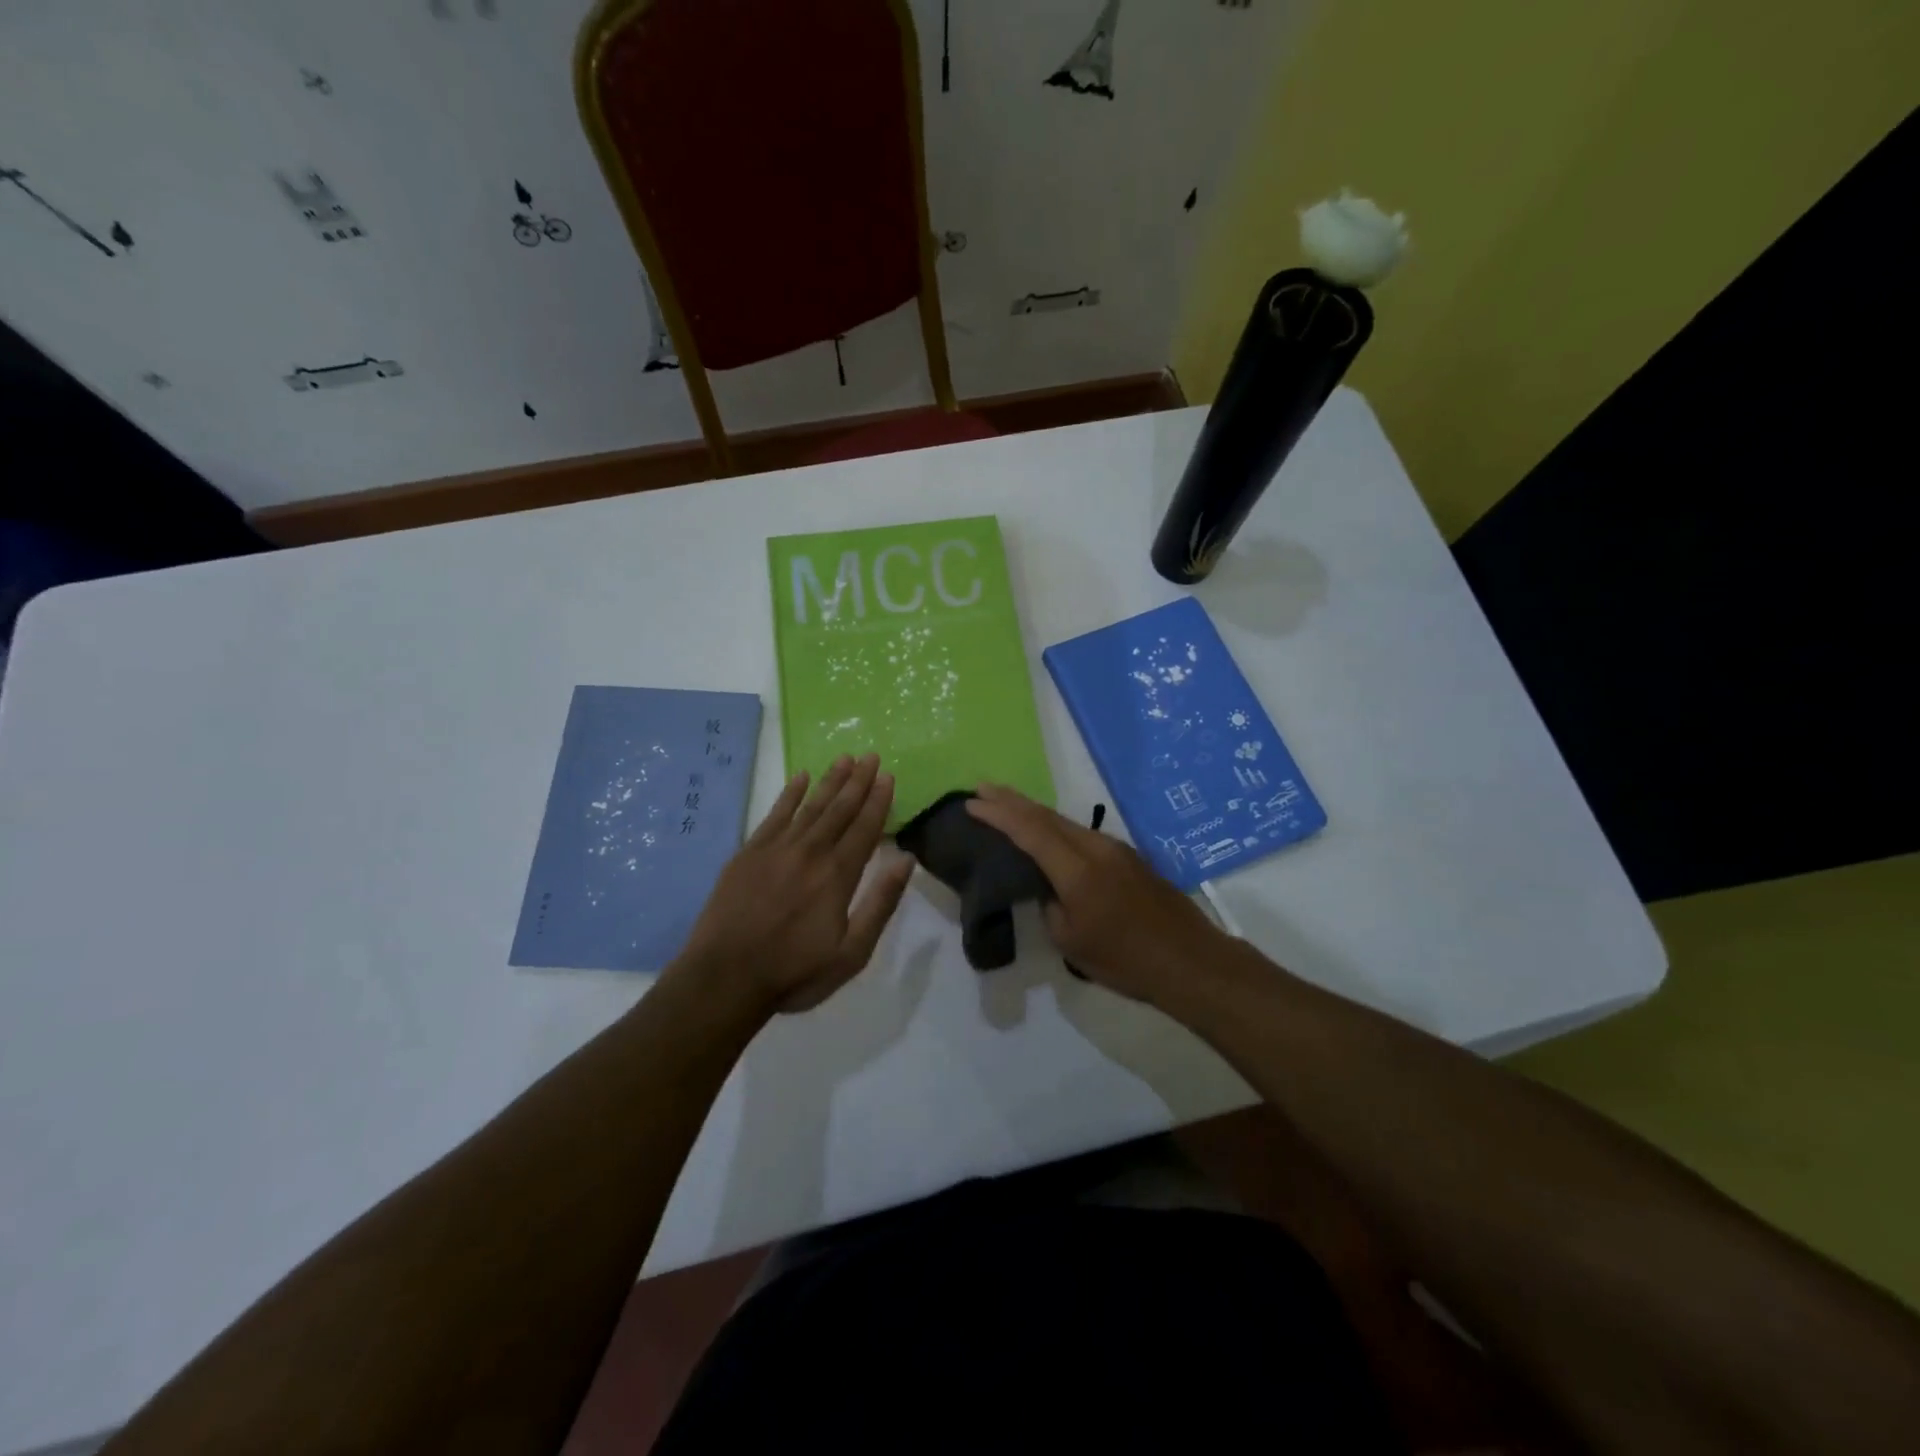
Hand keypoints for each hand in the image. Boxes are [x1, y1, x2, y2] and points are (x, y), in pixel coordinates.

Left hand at [675, 754, 914, 1015]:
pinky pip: (775, 814)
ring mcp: (776, 849)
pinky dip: (790, 794)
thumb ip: (881, 904)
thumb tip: (905, 860)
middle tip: (871, 755)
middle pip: (839, 809)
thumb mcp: (852, 953)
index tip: (887, 775)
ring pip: (810, 806)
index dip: (878, 800)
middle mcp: (810, 852)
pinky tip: (800, 778)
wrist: (724, 979)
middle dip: (858, 781)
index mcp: (837, 875)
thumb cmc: (794, 972)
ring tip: (844, 758)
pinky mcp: (748, 853)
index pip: (864, 828)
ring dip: (830, 781)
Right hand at [965, 783, 1231, 1004]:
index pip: (1029, 831)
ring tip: (1008, 806)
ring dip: (1034, 812)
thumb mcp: (1071, 942)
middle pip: (1047, 816)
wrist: (1190, 960)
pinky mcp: (1129, 857)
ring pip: (1066, 822)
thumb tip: (1048, 889)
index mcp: (1077, 870)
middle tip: (982, 788)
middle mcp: (1096, 848)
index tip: (972, 802)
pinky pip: (1082, 834)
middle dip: (1012, 800)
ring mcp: (1116, 849)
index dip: (998, 814)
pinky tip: (1048, 834)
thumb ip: (1050, 907)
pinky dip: (1056, 828)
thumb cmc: (1126, 960)